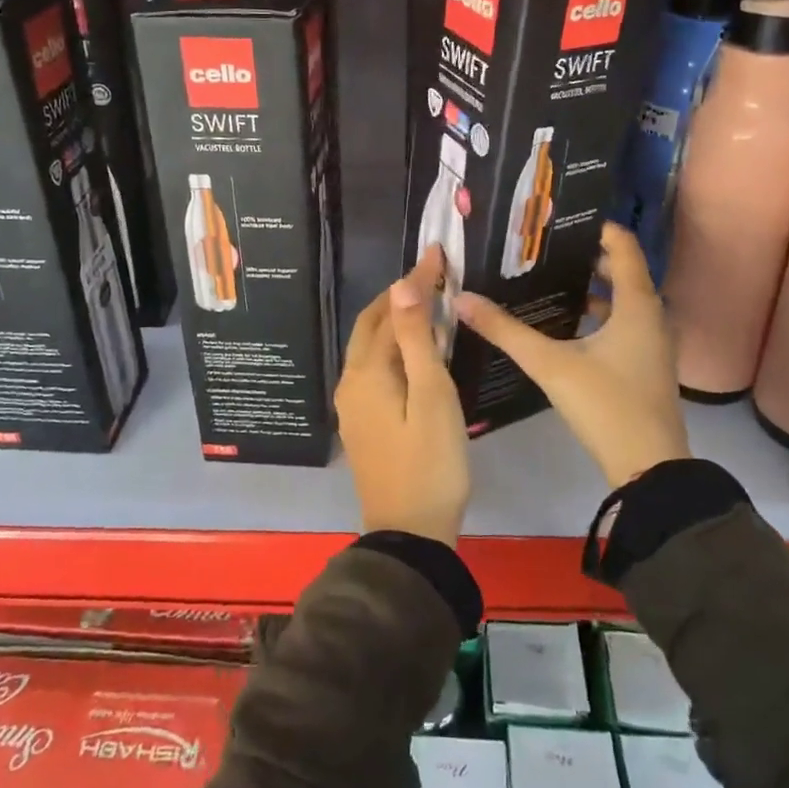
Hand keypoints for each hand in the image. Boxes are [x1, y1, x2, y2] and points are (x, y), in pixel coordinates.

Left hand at [335, 244, 470, 544]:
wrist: (410, 533)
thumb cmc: (431, 462)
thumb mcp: (431, 395)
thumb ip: (416, 339)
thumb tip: (402, 286)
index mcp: (366, 372)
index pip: (390, 311)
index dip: (415, 282)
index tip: (437, 254)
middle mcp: (351, 382)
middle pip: (371, 326)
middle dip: (398, 297)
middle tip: (431, 276)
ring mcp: (353, 405)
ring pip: (370, 348)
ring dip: (394, 321)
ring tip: (427, 305)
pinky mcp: (362, 422)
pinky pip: (374, 369)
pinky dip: (393, 348)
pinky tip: (416, 351)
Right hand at [456, 223, 689, 488]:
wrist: (648, 467)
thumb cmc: (605, 404)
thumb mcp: (550, 364)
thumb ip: (506, 331)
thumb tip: (463, 299)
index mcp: (637, 306)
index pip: (624, 248)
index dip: (599, 229)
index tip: (563, 220)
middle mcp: (652, 318)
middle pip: (624, 273)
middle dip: (588, 259)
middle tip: (546, 249)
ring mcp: (653, 345)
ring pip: (624, 303)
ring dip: (594, 289)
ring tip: (550, 281)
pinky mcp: (646, 367)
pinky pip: (624, 325)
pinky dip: (600, 316)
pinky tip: (567, 327)